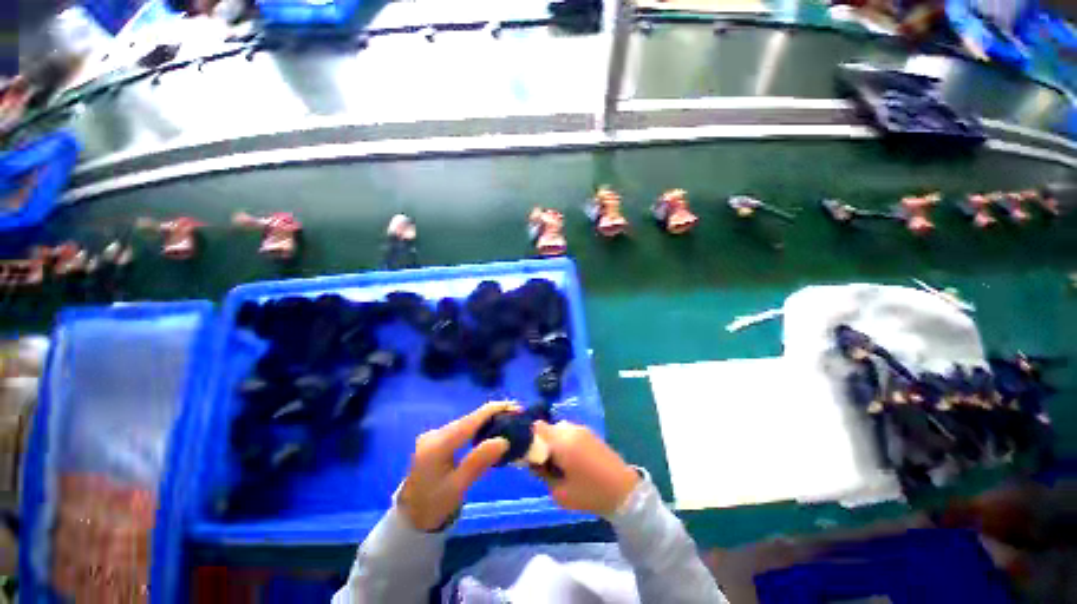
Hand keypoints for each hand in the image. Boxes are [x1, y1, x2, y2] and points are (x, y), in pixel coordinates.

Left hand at [399, 401, 517, 531]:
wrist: (410, 519)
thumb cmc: (434, 506)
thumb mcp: (458, 487)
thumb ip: (479, 461)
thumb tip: (503, 440)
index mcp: (438, 444)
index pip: (471, 420)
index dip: (495, 410)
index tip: (516, 407)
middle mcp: (435, 433)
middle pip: (469, 419)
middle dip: (494, 414)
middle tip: (517, 417)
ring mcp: (434, 435)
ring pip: (466, 423)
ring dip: (487, 421)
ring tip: (508, 421)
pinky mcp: (436, 440)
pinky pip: (461, 429)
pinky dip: (477, 429)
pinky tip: (489, 432)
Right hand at [533, 421, 638, 517]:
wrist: (624, 491)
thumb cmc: (589, 494)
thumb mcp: (559, 493)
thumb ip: (543, 475)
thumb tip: (534, 463)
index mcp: (561, 441)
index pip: (536, 427)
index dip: (529, 438)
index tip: (529, 455)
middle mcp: (570, 429)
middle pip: (547, 428)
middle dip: (542, 442)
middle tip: (544, 462)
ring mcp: (582, 429)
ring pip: (559, 429)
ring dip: (555, 441)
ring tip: (560, 462)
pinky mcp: (590, 433)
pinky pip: (570, 432)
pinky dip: (566, 441)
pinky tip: (572, 459)